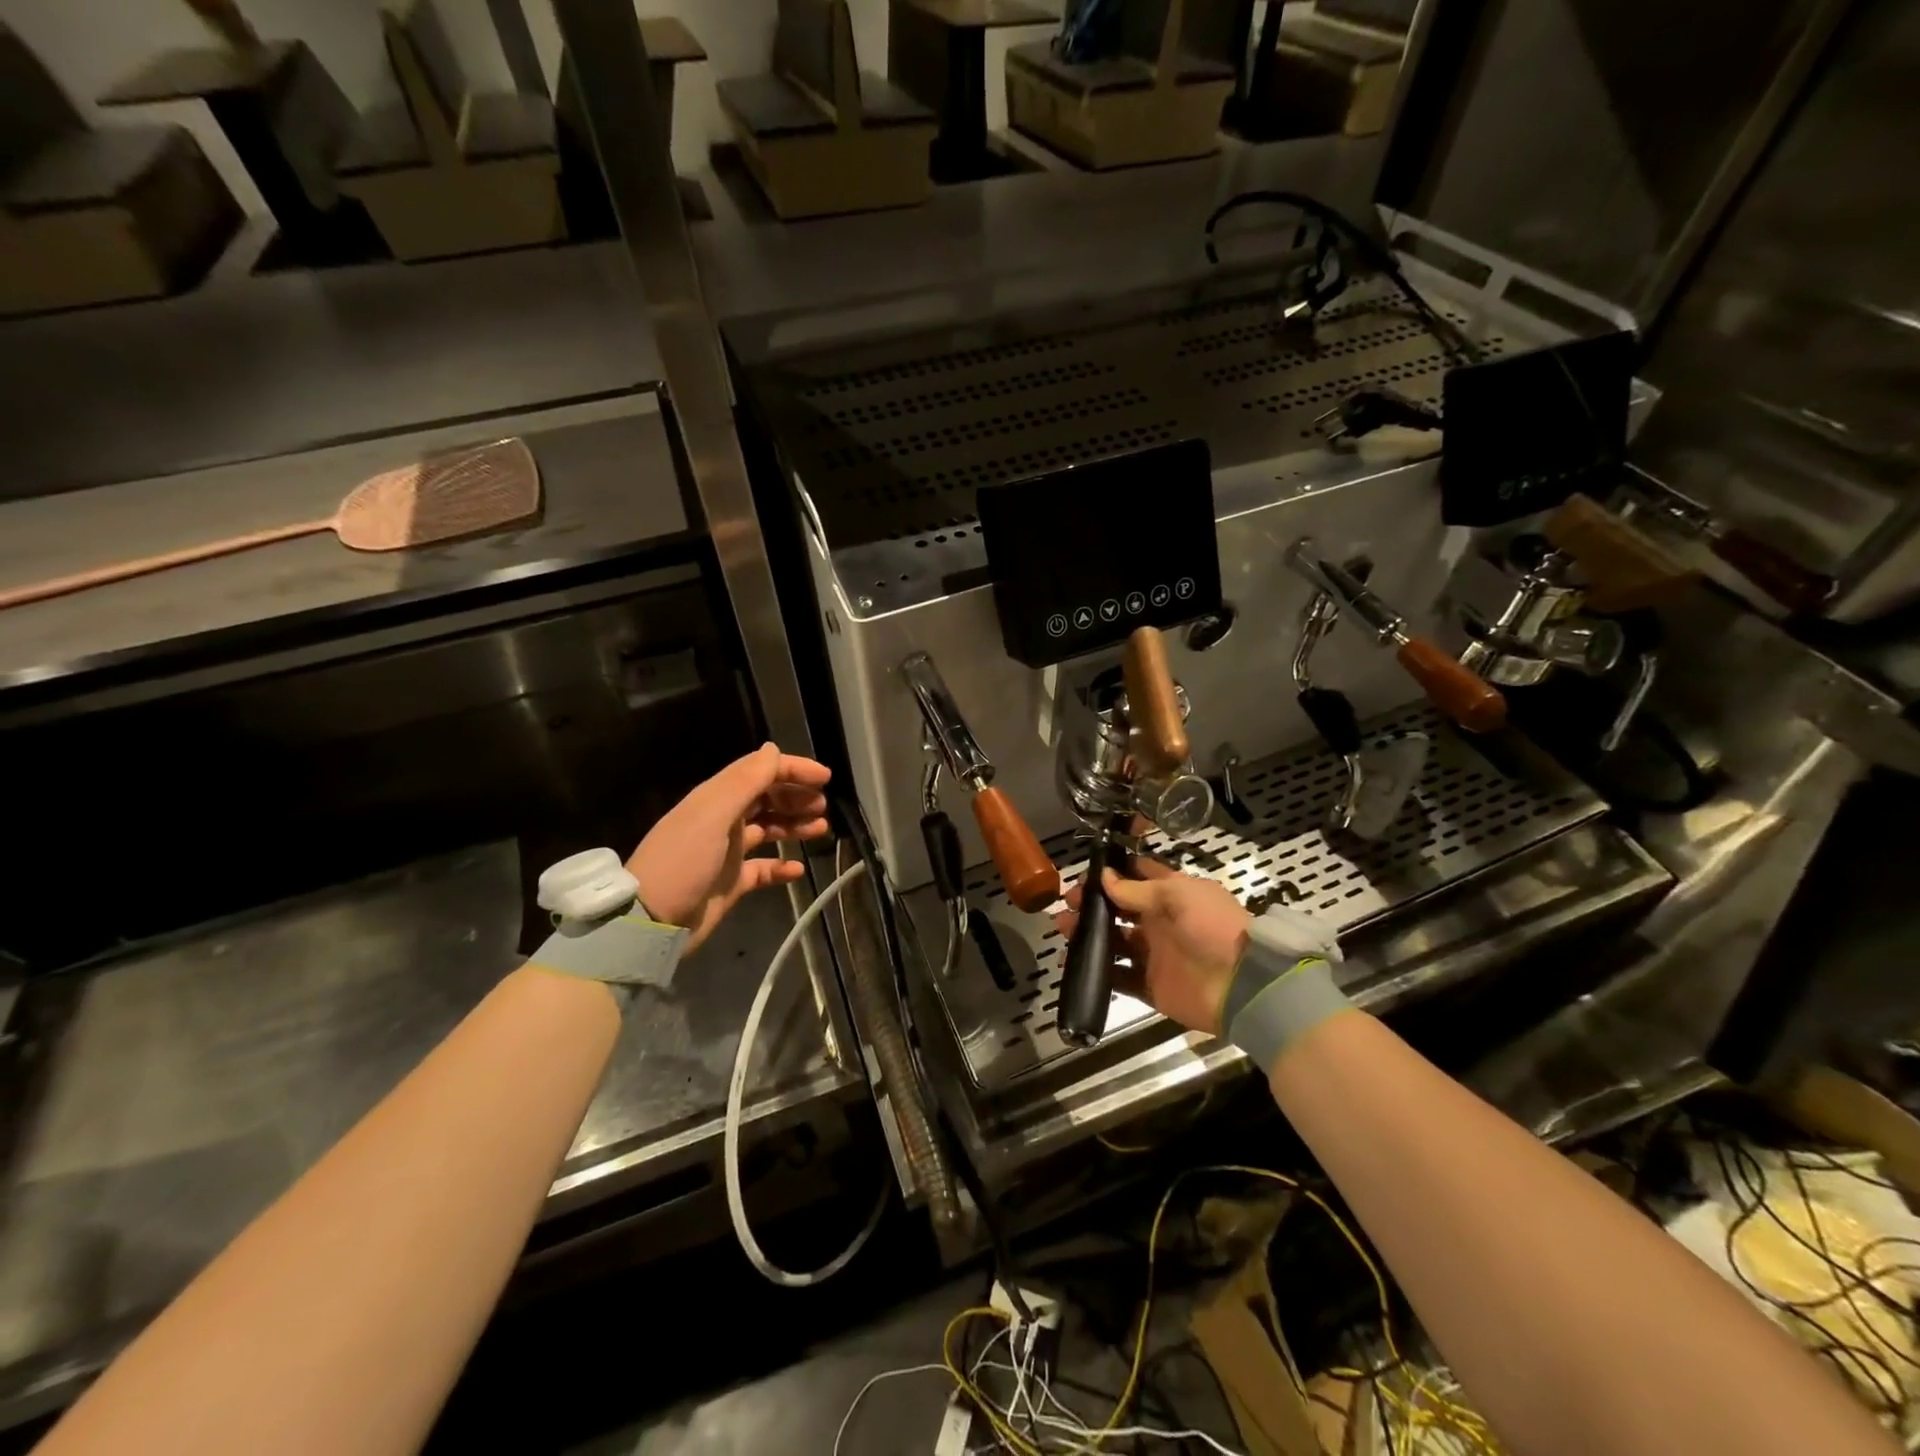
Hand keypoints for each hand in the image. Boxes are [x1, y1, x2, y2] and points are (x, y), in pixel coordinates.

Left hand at [626, 743, 831, 952]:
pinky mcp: (731, 881)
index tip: (825, 778)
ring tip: (821, 829)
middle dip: (796, 797)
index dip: (792, 770)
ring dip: (794, 825)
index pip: (760, 772)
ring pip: (769, 829)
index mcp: (717, 798)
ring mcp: (728, 852)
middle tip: (822, 806)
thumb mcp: (713, 815)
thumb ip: (745, 781)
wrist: (650, 921)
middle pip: (767, 798)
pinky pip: (764, 868)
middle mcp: (723, 820)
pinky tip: (799, 869)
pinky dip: (782, 866)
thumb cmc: (684, 861)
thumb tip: (772, 749)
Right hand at [1054, 858, 1250, 1034]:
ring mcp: (1153, 955)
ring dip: (1088, 935)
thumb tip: (1104, 877)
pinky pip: (1117, 977)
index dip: (1111, 873)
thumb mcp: (1178, 896)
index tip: (1086, 873)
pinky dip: (1097, 971)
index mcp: (1171, 895)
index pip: (1136, 877)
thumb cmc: (1213, 928)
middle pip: (1117, 909)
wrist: (1243, 985)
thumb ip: (1137, 889)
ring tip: (1064, 930)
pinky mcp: (1149, 986)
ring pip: (1112, 941)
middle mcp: (1159, 922)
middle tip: (1068, 904)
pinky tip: (1075, 964)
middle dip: (1091, 904)